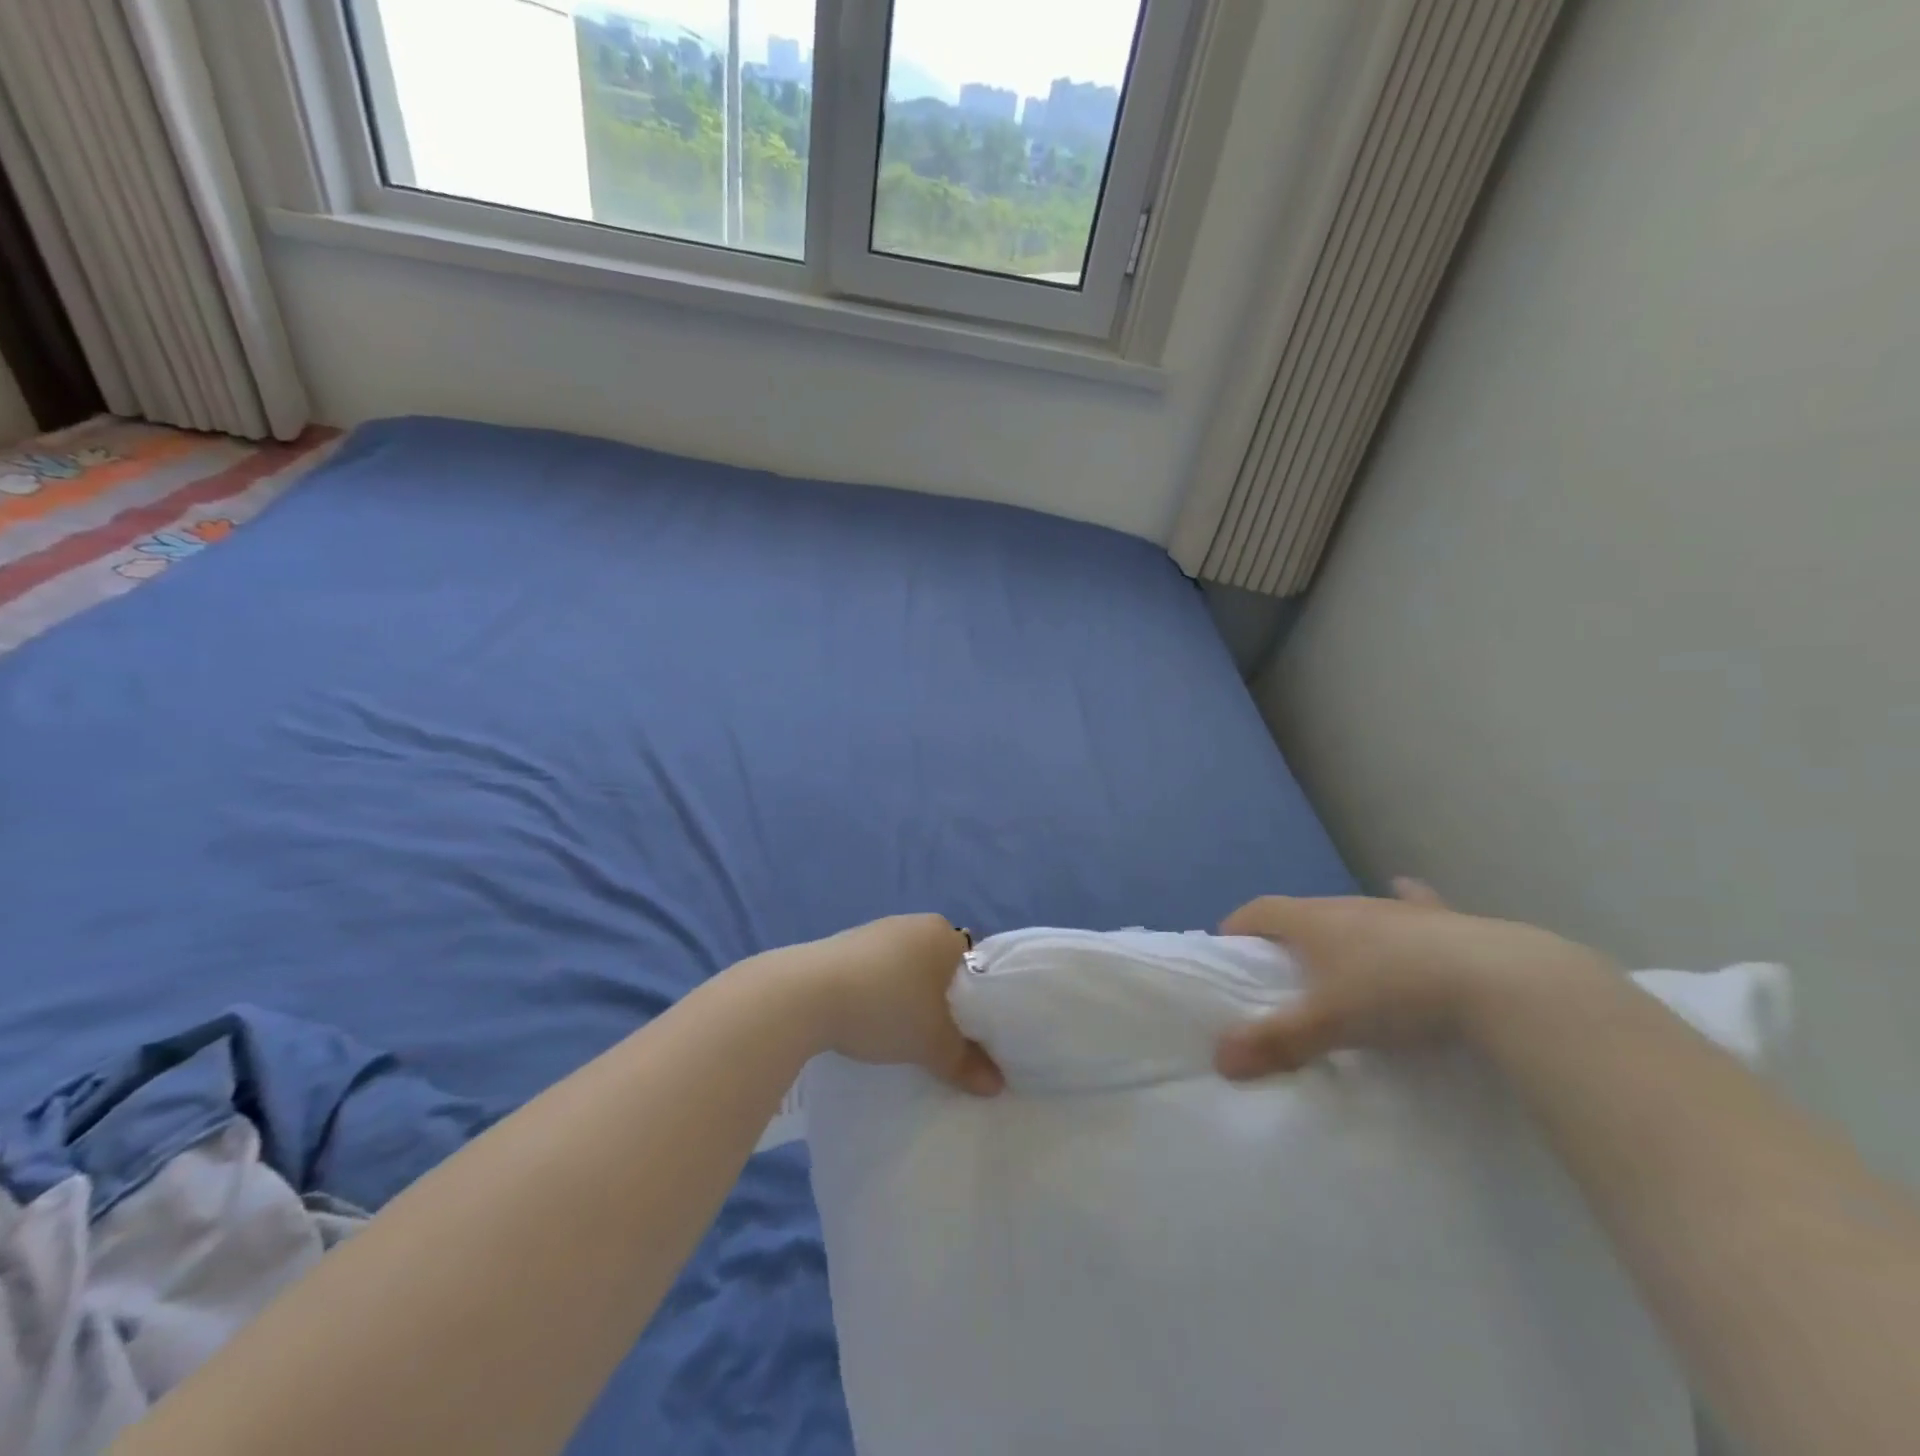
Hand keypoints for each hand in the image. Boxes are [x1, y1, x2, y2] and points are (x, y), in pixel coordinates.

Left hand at [802, 915, 1004, 1096]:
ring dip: (906, 995)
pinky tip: (867, 1019)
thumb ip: (965, 1062)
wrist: (806, 993)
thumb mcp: (932, 1043)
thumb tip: (996, 1085)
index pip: (974, 965)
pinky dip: (877, 992)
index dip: (975, 1000)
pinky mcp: (844, 944)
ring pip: (905, 967)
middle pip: (939, 966)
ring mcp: (875, 930)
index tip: (967, 1033)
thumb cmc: (886, 1006)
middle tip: (937, 1037)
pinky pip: (875, 970)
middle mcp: (913, 923)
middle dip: (939, 999)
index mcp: (942, 934)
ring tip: (899, 1033)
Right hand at [1214, 879, 1612, 1079]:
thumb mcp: (1329, 1025)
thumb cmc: (1396, 994)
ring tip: (1337, 955)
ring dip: (1339, 930)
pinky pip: (1414, 904)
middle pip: (1304, 912)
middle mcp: (1350, 906)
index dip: (1239, 926)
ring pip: (1355, 912)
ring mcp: (1399, 911)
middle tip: (1283, 972)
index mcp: (1315, 921)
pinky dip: (1405, 902)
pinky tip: (1406, 892)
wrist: (1501, 982)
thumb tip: (1219, 1060)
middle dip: (1287, 935)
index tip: (1229, 951)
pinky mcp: (1443, 921)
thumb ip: (1275, 1042)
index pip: (1261, 910)